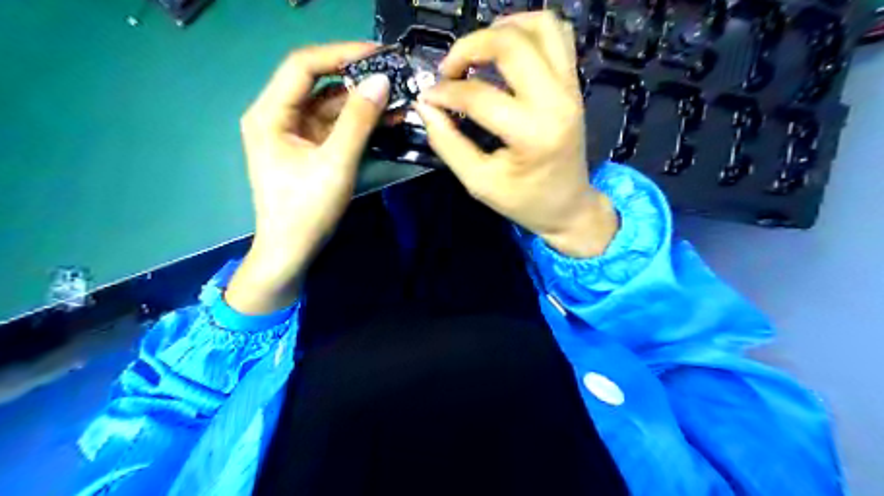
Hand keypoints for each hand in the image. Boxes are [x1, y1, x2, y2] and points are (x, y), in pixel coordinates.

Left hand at [226, 42, 389, 313]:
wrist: (291, 251)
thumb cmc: (306, 210)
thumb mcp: (335, 164)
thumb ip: (358, 121)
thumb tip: (381, 81)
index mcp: (270, 114)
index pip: (303, 66)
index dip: (340, 54)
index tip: (378, 54)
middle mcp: (277, 116)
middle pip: (318, 84)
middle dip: (356, 78)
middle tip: (393, 75)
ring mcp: (294, 132)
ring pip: (330, 105)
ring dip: (362, 102)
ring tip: (397, 97)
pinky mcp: (309, 148)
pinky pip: (335, 126)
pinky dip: (358, 122)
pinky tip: (385, 118)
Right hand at [418, 11, 615, 256]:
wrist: (569, 206)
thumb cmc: (524, 201)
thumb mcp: (479, 183)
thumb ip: (448, 143)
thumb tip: (425, 106)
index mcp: (532, 133)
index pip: (479, 95)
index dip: (444, 92)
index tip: (427, 98)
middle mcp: (556, 101)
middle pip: (511, 44)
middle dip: (469, 46)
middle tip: (449, 69)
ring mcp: (570, 87)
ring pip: (540, 26)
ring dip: (501, 30)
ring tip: (477, 53)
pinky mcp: (573, 83)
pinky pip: (557, 34)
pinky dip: (528, 30)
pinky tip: (506, 50)